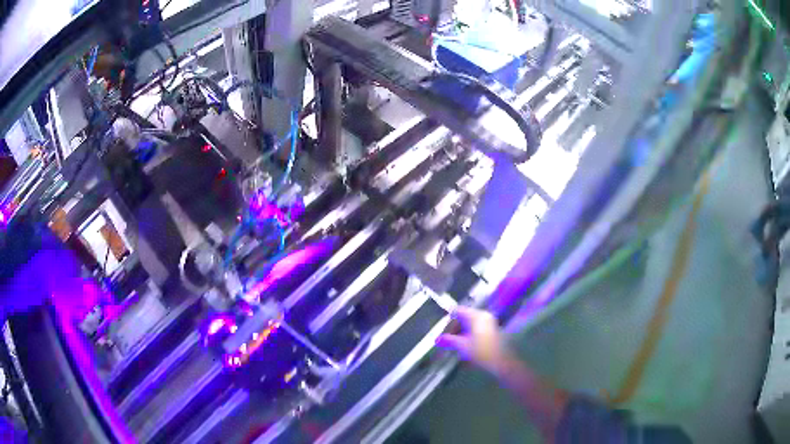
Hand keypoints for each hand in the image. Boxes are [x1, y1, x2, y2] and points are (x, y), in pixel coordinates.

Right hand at [436, 307, 509, 374]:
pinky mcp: (492, 330)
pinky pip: (477, 328)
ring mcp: (489, 322)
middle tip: (446, 340)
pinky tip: (465, 346)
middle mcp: (484, 315)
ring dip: (461, 333)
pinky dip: (469, 335)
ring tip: (454, 345)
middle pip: (464, 317)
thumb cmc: (481, 351)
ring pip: (470, 324)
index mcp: (476, 315)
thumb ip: (449, 340)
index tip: (442, 333)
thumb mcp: (462, 346)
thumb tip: (437, 339)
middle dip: (454, 328)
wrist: (501, 362)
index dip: (448, 321)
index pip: (458, 311)